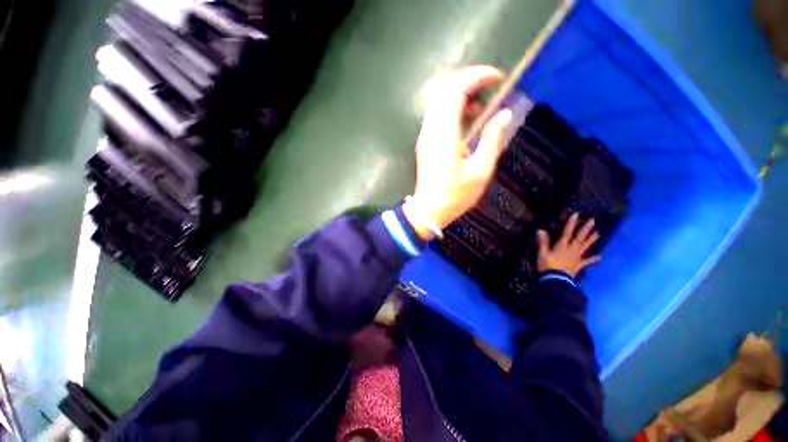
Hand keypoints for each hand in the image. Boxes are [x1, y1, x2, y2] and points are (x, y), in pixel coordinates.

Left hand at [403, 66, 512, 239]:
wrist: (428, 210)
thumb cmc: (454, 195)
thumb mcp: (480, 171)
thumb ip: (492, 140)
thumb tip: (504, 114)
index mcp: (444, 134)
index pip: (454, 90)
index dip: (475, 77)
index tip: (496, 77)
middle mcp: (431, 130)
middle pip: (443, 89)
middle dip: (467, 79)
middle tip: (489, 86)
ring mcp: (425, 135)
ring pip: (438, 100)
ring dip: (459, 93)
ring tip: (481, 105)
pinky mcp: (425, 142)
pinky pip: (437, 114)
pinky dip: (452, 107)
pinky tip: (467, 119)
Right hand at [537, 213, 600, 277]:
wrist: (555, 280)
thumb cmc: (547, 265)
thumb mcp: (542, 253)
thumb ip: (543, 242)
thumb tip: (541, 230)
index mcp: (562, 246)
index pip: (567, 232)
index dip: (571, 223)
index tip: (576, 214)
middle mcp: (571, 249)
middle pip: (579, 238)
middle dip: (585, 229)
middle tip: (593, 221)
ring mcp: (576, 257)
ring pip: (585, 247)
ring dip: (591, 240)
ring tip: (598, 233)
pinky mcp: (578, 265)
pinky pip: (586, 261)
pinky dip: (593, 259)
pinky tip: (599, 257)